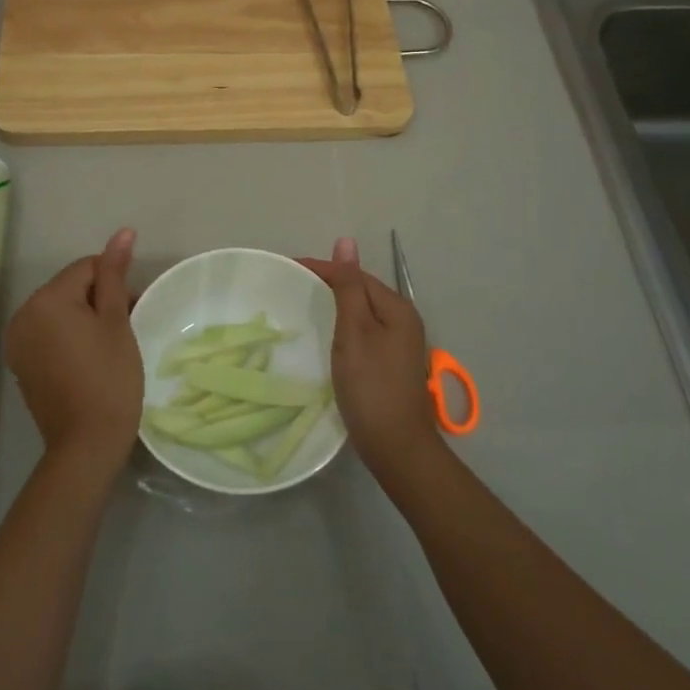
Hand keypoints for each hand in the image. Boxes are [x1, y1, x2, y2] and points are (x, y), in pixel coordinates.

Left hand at [4, 228, 143, 479]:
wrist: (86, 444)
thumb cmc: (109, 378)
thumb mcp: (116, 321)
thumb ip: (115, 274)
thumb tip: (123, 232)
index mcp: (46, 299)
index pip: (87, 268)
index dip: (115, 283)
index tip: (134, 309)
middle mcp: (23, 314)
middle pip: (70, 288)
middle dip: (99, 299)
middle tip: (126, 327)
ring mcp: (18, 341)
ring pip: (59, 311)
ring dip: (85, 318)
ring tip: (110, 344)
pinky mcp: (21, 364)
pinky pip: (48, 334)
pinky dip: (68, 337)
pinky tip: (89, 358)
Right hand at [299, 237, 443, 485]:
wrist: (397, 448)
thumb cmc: (372, 386)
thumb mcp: (355, 331)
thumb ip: (348, 287)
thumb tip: (346, 241)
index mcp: (397, 308)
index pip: (354, 274)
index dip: (322, 268)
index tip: (286, 267)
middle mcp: (403, 320)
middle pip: (361, 291)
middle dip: (328, 283)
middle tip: (290, 286)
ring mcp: (399, 344)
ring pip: (362, 312)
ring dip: (335, 305)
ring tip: (303, 306)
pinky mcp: (390, 364)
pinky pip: (363, 332)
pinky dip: (343, 327)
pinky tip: (327, 336)